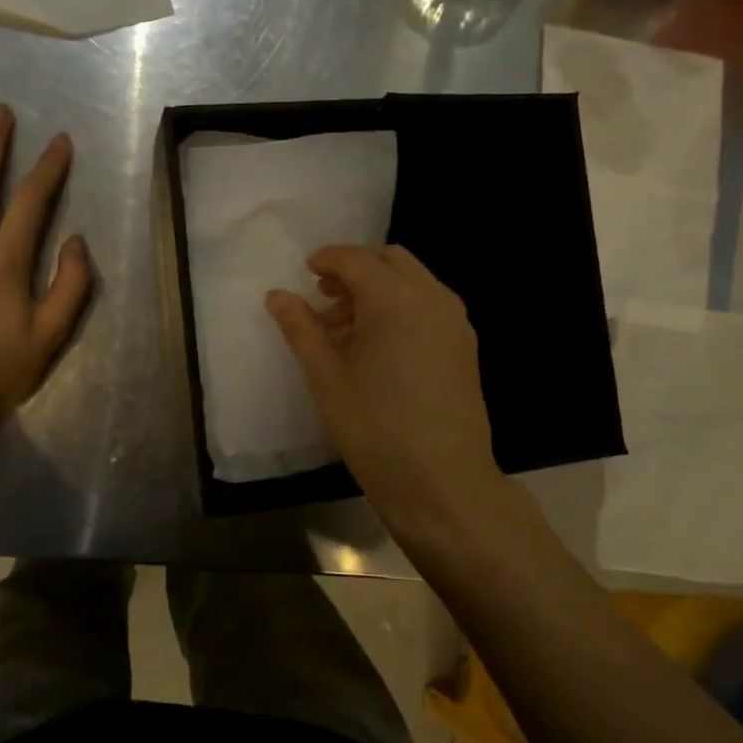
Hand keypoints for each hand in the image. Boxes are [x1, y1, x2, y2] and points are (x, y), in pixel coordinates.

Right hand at [266, 245, 503, 531]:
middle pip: (391, 261)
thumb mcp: (326, 376)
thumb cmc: (374, 427)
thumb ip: (301, 328)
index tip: (306, 271)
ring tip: (346, 330)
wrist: (443, 482)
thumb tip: (277, 295)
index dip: (328, 259)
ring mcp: (455, 322)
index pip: (357, 260)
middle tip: (325, 297)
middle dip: (356, 269)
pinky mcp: (465, 347)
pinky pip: (429, 307)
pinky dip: (401, 308)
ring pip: (413, 283)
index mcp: (395, 299)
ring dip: (379, 289)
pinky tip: (379, 347)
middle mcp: (432, 299)